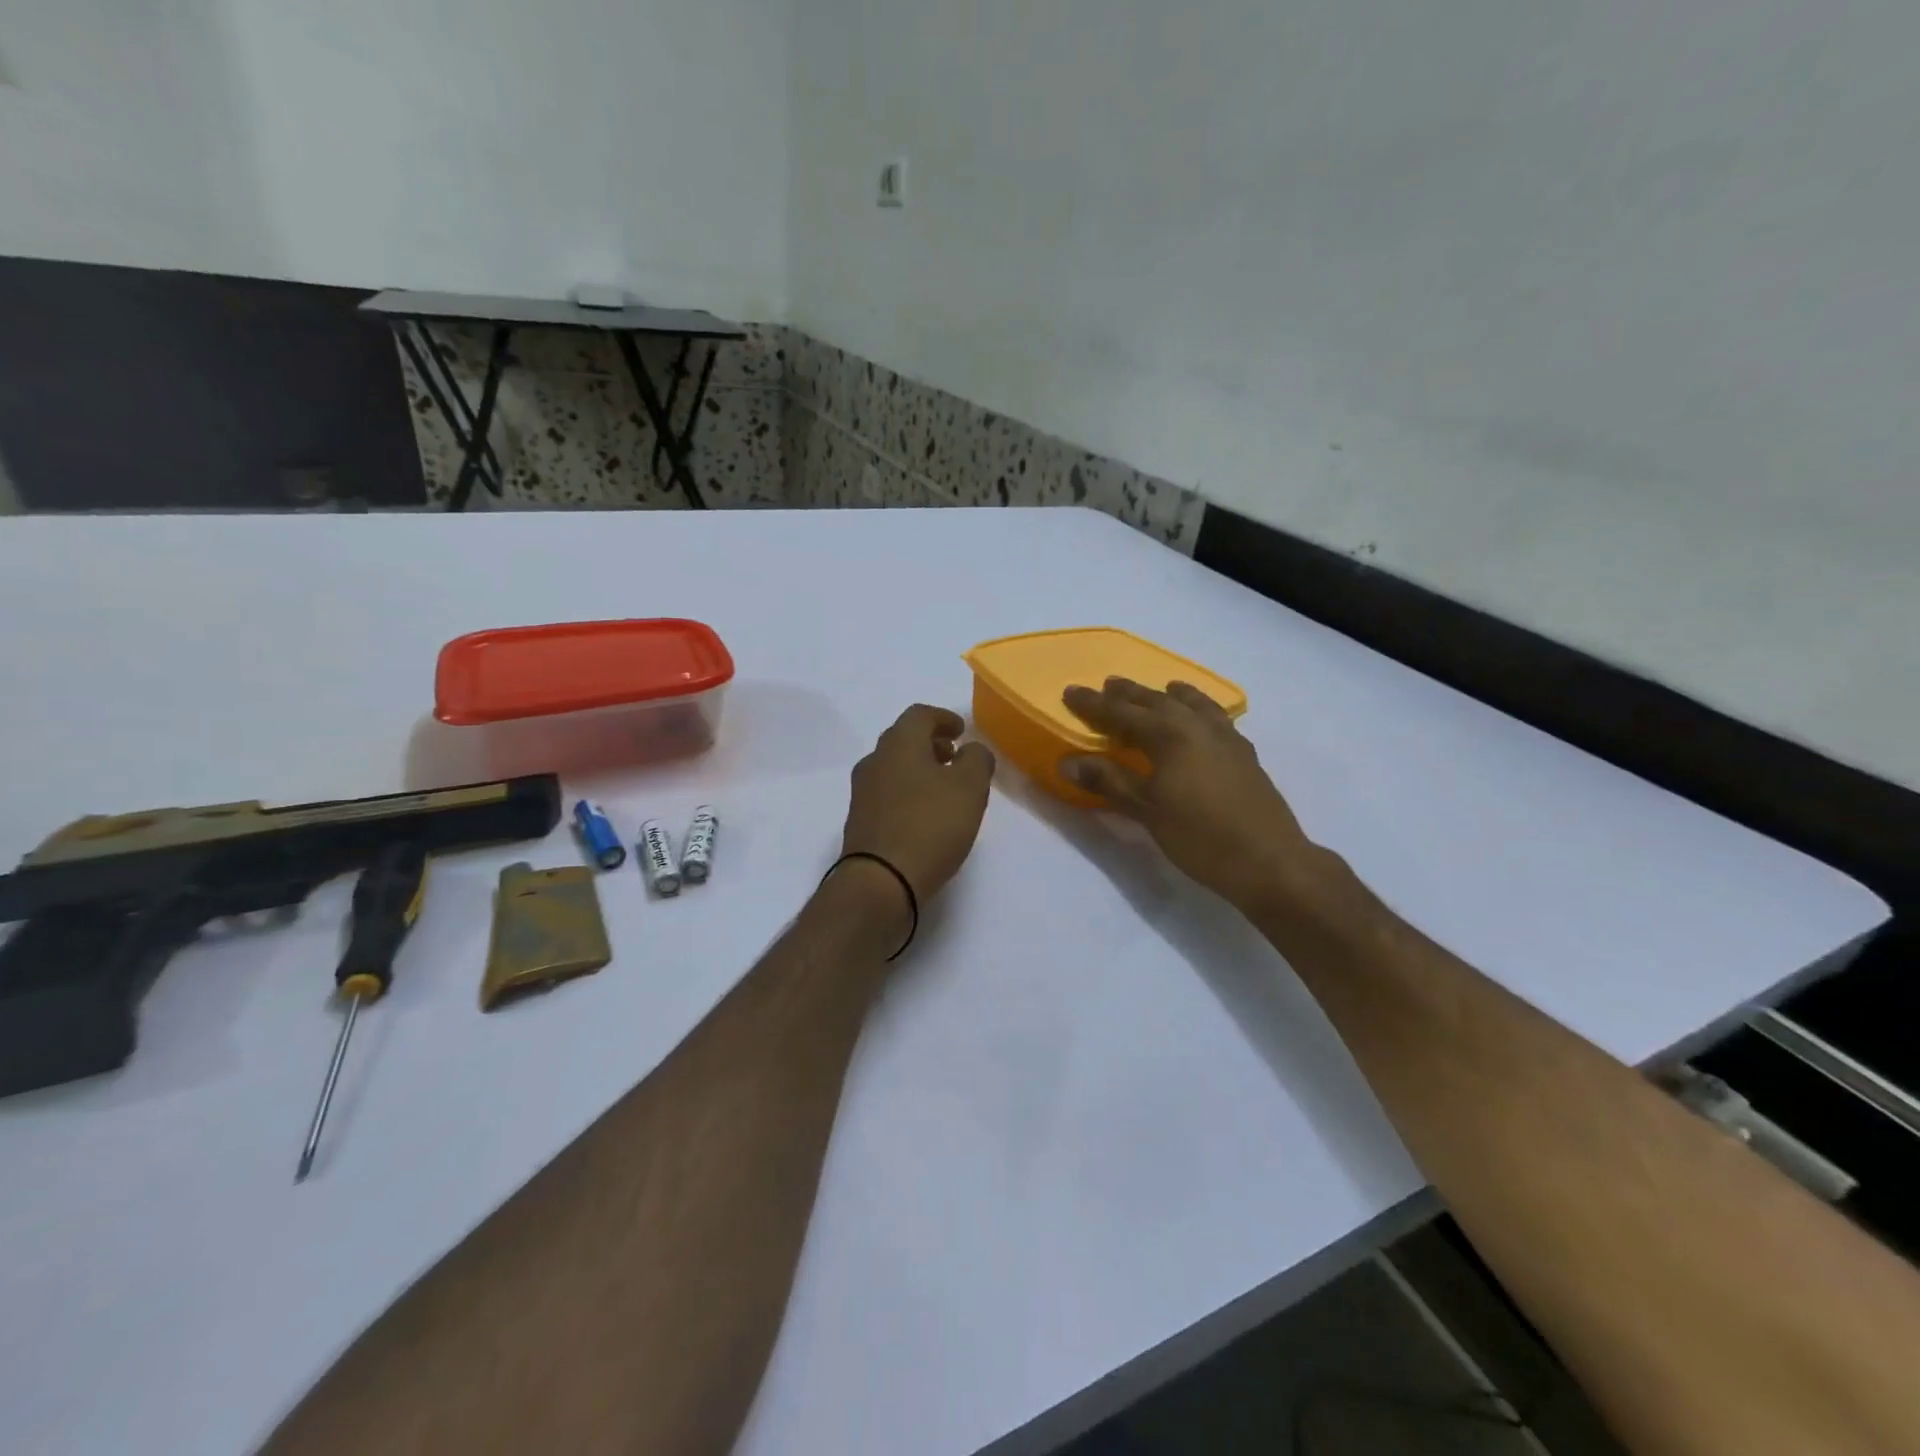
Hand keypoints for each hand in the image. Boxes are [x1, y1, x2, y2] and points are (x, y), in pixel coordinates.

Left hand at [839, 704, 995, 909]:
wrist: (880, 882)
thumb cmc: (929, 826)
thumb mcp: (969, 787)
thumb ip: (977, 760)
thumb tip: (972, 751)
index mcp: (899, 744)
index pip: (920, 715)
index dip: (944, 718)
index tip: (961, 731)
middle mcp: (875, 761)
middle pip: (903, 740)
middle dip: (930, 743)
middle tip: (955, 756)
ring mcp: (862, 793)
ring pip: (894, 768)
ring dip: (919, 769)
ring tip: (944, 788)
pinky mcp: (860, 821)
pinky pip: (887, 794)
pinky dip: (908, 792)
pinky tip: (925, 814)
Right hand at [1061, 678, 1319, 916]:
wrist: (1270, 861)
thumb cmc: (1201, 837)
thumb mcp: (1147, 811)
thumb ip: (1108, 781)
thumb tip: (1067, 762)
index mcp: (1170, 736)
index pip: (1122, 713)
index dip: (1094, 704)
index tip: (1070, 692)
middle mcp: (1198, 726)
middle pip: (1157, 702)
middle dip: (1129, 694)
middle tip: (1107, 685)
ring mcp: (1226, 738)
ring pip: (1193, 704)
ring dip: (1169, 695)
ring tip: (1161, 688)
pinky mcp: (1245, 754)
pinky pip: (1217, 717)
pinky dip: (1201, 709)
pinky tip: (1202, 719)